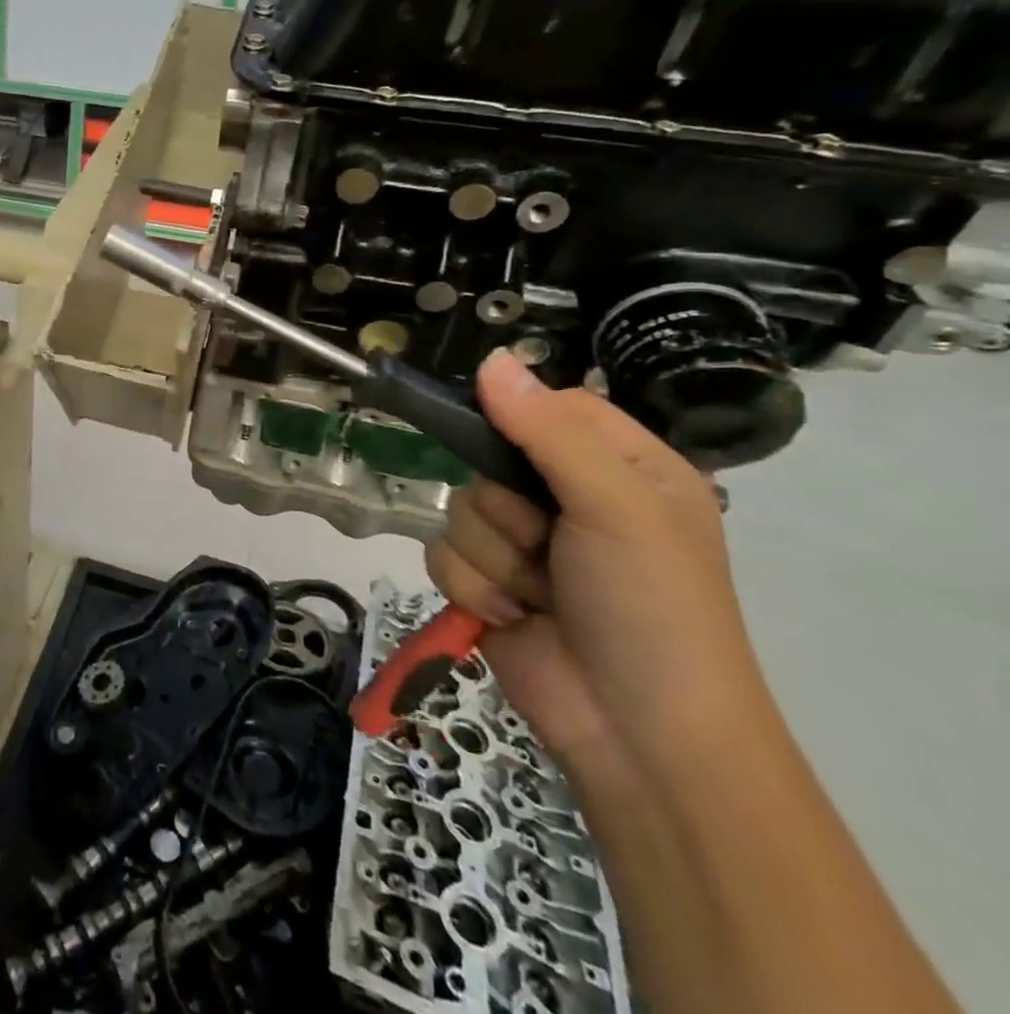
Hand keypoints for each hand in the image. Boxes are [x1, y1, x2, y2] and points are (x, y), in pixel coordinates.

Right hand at [426, 350, 773, 772]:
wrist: (638, 735)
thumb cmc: (651, 609)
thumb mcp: (618, 508)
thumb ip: (550, 432)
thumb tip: (490, 359)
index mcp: (622, 468)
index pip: (547, 406)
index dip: (518, 418)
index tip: (504, 441)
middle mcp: (569, 499)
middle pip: (486, 459)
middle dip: (505, 508)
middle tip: (548, 542)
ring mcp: (525, 544)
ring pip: (459, 509)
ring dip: (493, 557)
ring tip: (539, 595)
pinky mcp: (487, 583)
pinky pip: (442, 554)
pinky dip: (473, 587)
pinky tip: (514, 616)